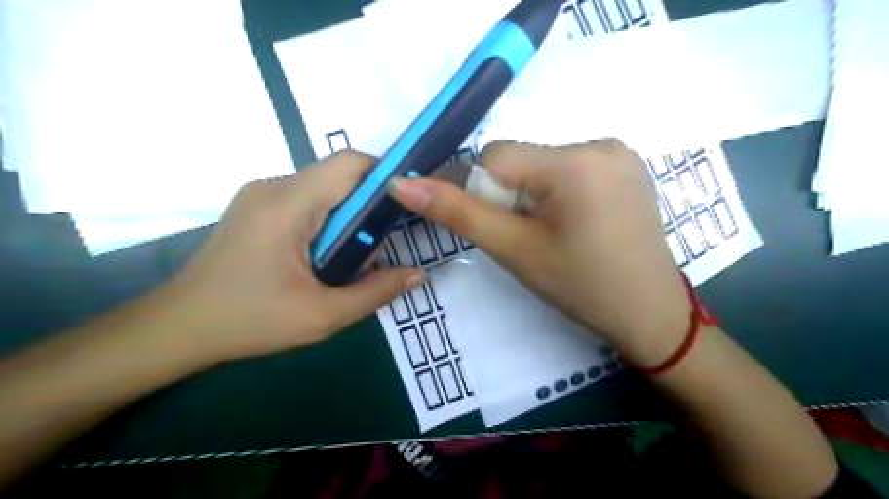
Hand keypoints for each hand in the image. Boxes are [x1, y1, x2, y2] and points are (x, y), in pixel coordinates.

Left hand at [162, 151, 426, 363]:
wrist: (178, 328)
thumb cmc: (249, 321)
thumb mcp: (322, 316)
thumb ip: (376, 292)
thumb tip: (419, 274)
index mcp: (287, 205)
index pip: (348, 164)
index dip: (385, 173)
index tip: (408, 202)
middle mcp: (273, 187)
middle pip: (338, 174)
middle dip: (369, 203)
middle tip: (379, 245)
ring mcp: (261, 194)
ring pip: (324, 187)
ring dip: (348, 214)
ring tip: (351, 257)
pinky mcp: (257, 206)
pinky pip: (307, 198)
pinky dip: (329, 218)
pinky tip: (325, 254)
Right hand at [392, 141, 689, 366]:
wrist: (650, 314)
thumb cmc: (580, 287)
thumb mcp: (514, 250)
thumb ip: (457, 213)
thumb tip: (401, 184)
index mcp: (574, 162)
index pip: (495, 156)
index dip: (482, 192)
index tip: (497, 228)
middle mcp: (600, 143)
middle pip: (522, 159)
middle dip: (511, 195)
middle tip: (529, 237)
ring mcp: (620, 153)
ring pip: (544, 164)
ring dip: (534, 194)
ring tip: (554, 233)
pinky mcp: (628, 166)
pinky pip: (571, 167)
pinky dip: (558, 190)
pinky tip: (576, 222)